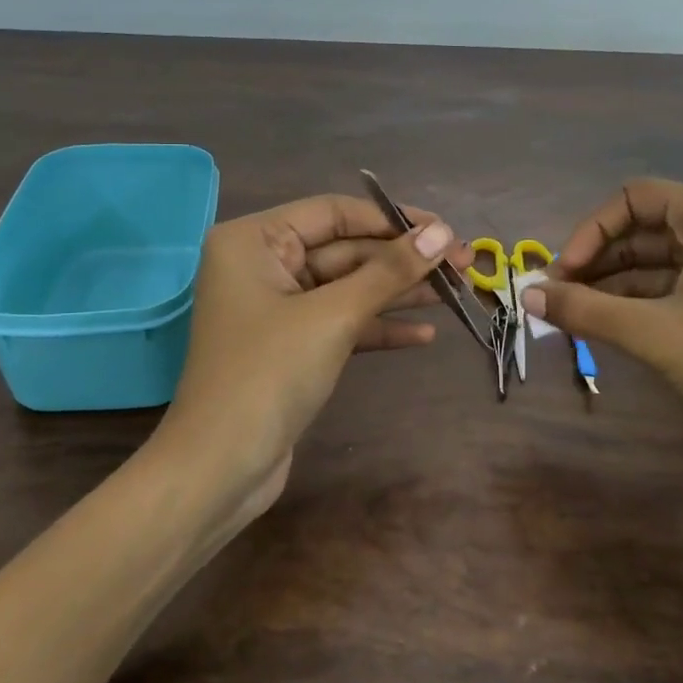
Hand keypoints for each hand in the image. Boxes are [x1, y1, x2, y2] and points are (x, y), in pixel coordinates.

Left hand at [157, 193, 472, 514]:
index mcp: (254, 240)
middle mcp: (262, 264)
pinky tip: (424, 335)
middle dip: (402, 260)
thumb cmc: (269, 374)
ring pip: (347, 287)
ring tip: (457, 292)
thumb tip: (442, 233)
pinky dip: (378, 327)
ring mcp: (276, 307)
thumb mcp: (333, 316)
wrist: (221, 468)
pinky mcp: (291, 345)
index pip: (333, 213)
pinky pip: (341, 322)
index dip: (391, 220)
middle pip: (344, 250)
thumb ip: (388, 271)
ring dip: (398, 292)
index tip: (443, 230)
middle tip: (462, 263)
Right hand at [524, 180, 682, 444]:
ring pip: (662, 259)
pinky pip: (681, 284)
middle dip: (598, 258)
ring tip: (575, 311)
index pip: (635, 198)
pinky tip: (609, 323)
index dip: (591, 230)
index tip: (562, 272)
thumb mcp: (649, 331)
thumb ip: (582, 308)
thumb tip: (526, 296)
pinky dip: (643, 299)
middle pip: (647, 227)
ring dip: (615, 282)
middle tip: (560, 294)